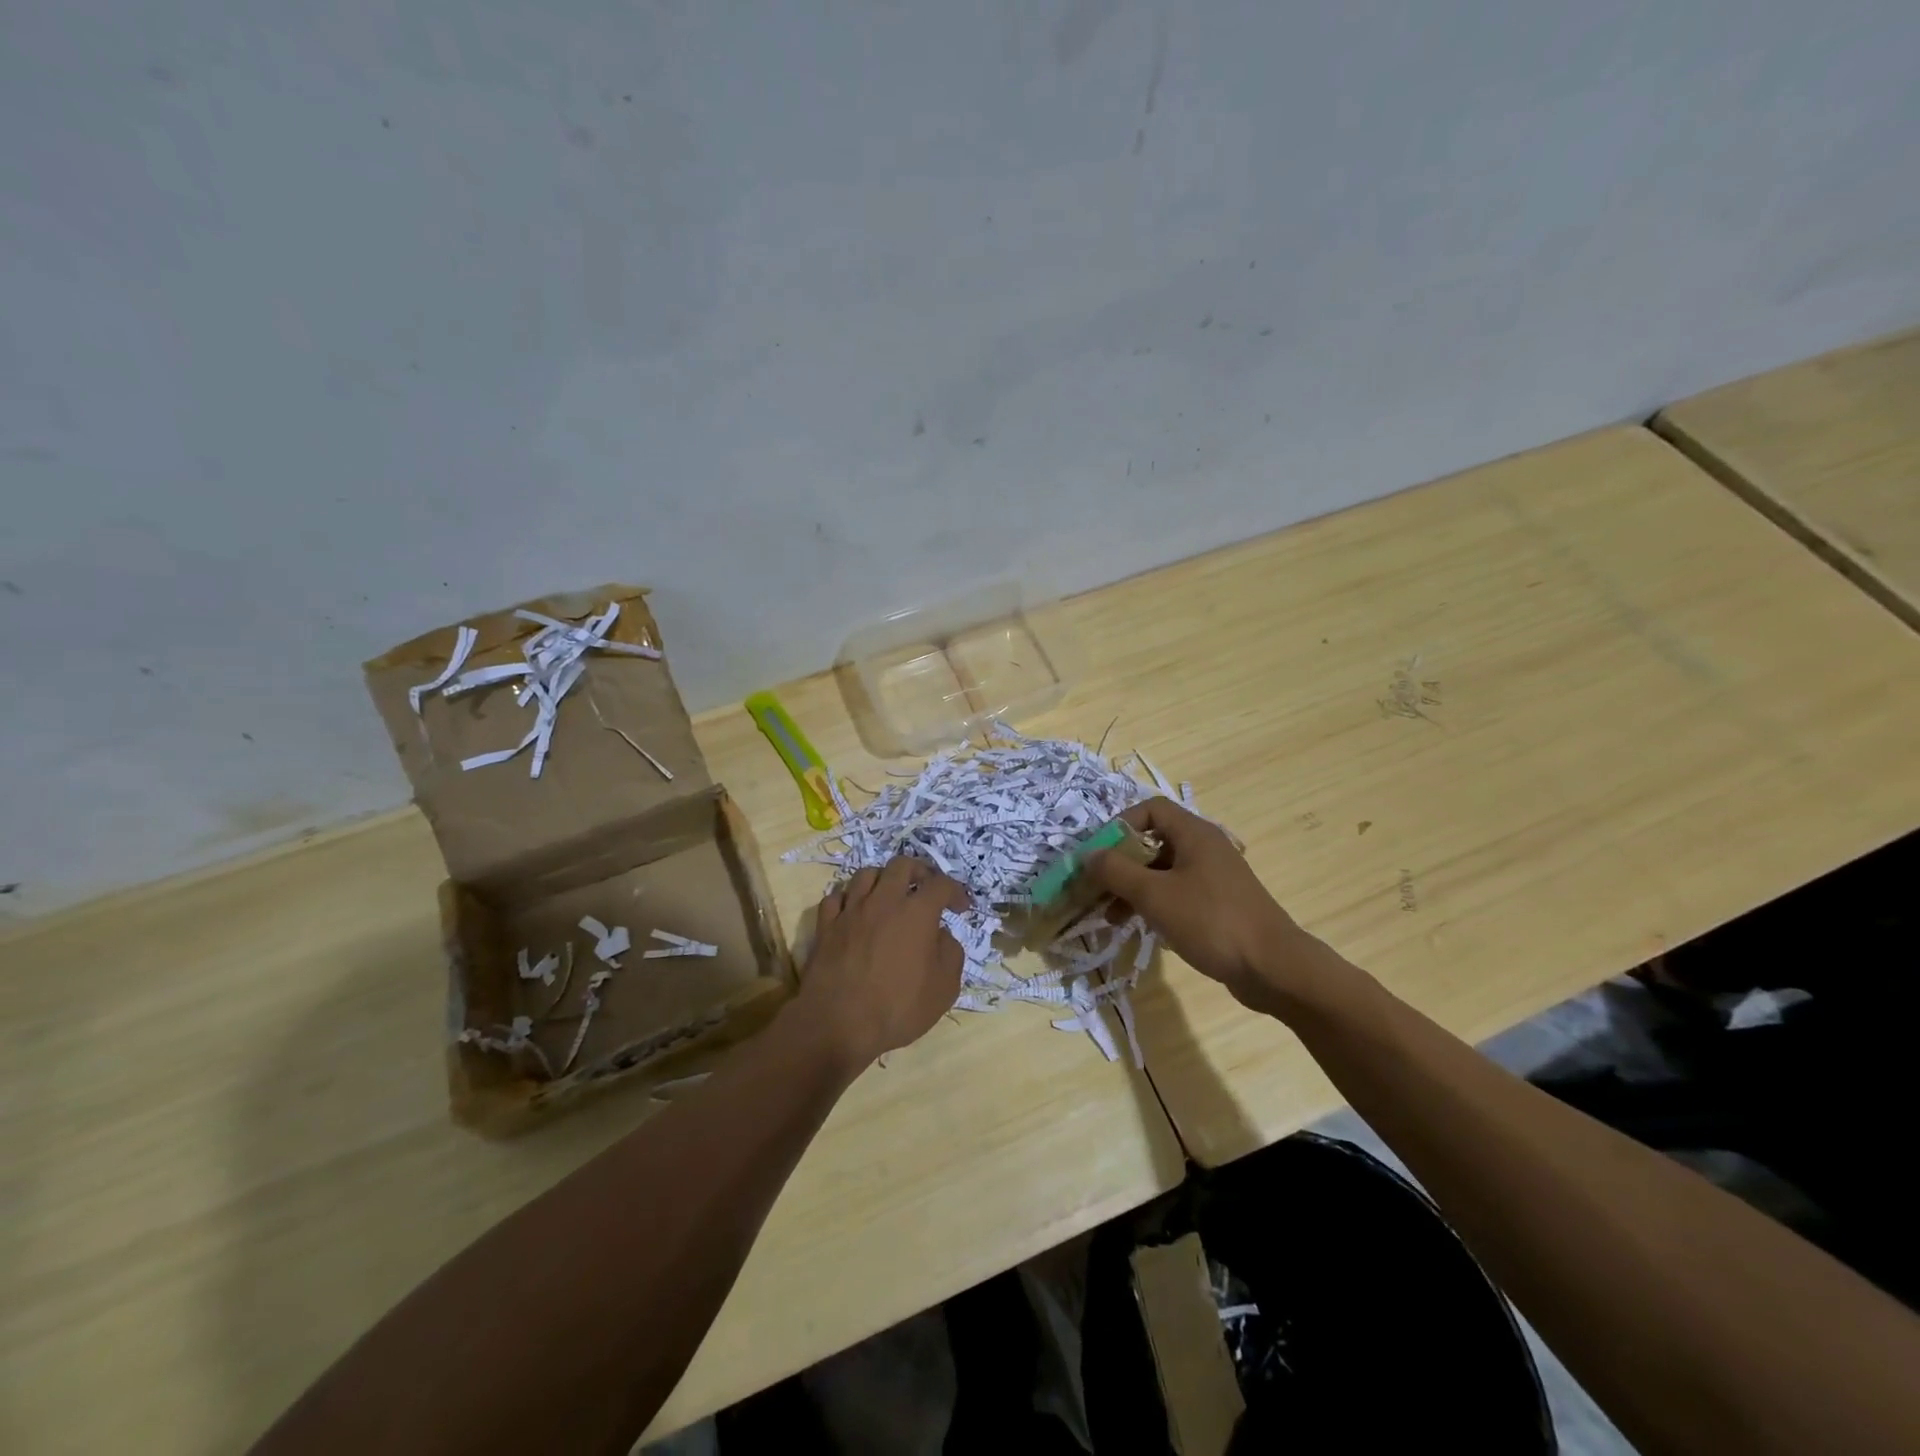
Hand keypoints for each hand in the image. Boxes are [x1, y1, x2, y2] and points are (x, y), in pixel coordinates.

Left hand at [796, 856, 968, 1067]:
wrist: (839, 1024)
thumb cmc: (898, 1008)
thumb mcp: (944, 988)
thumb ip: (951, 953)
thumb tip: (941, 935)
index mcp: (917, 912)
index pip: (941, 884)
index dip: (956, 891)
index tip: (961, 908)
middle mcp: (883, 901)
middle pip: (901, 865)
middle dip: (919, 871)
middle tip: (925, 889)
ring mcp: (851, 910)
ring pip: (866, 873)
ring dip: (883, 879)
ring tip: (889, 896)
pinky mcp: (826, 925)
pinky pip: (836, 897)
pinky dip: (849, 899)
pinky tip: (855, 911)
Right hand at [1085, 797, 1329, 1015]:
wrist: (1273, 968)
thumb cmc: (1210, 920)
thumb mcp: (1154, 894)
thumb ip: (1116, 871)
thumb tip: (1088, 856)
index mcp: (1194, 834)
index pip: (1151, 809)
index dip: (1121, 824)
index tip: (1099, 853)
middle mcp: (1205, 848)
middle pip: (1153, 842)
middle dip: (1121, 864)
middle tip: (1096, 889)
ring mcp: (1214, 878)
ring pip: (1162, 872)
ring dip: (1133, 889)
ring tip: (1111, 918)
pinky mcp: (1218, 905)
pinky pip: (1177, 894)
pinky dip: (1154, 905)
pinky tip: (1140, 928)